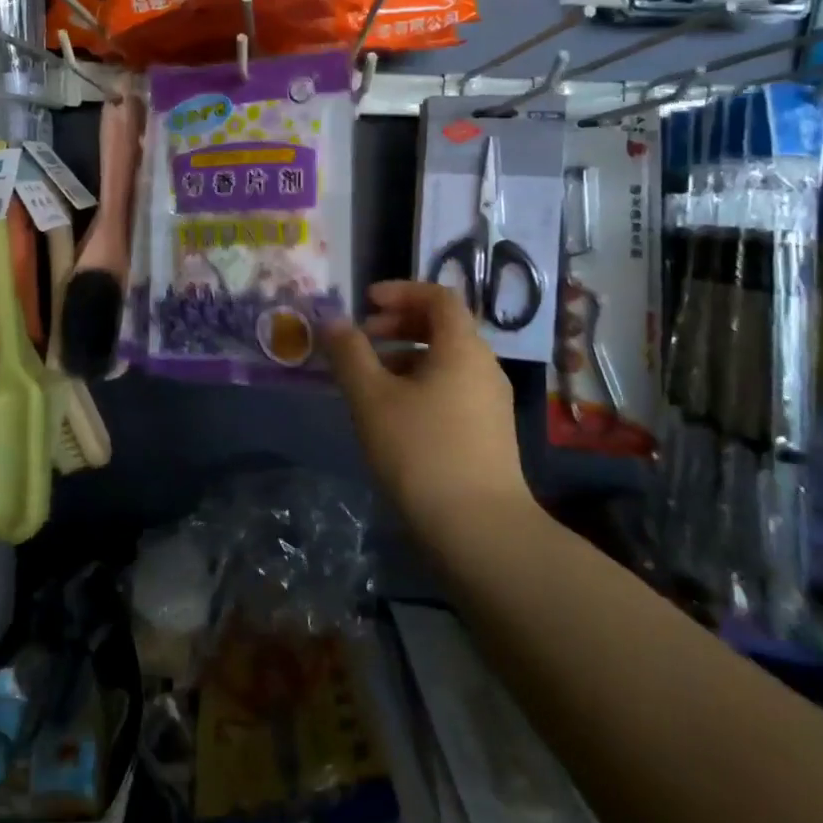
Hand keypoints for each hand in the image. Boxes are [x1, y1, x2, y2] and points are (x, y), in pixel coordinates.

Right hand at [323, 282, 527, 534]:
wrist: (479, 531)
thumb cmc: (421, 452)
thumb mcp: (372, 399)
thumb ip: (349, 354)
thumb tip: (332, 320)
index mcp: (462, 348)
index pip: (438, 296)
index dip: (401, 291)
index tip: (366, 303)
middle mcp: (484, 367)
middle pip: (443, 327)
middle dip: (399, 325)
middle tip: (362, 339)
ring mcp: (490, 402)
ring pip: (446, 361)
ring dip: (406, 357)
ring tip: (369, 381)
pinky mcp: (488, 433)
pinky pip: (452, 389)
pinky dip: (420, 384)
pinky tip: (393, 415)